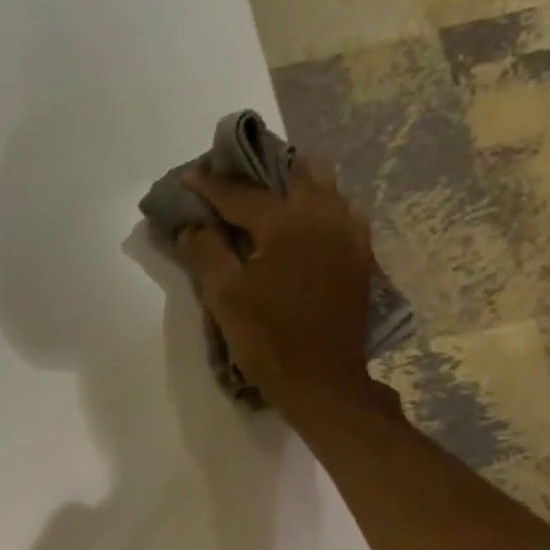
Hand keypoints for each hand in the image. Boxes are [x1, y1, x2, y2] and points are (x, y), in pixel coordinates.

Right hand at [173, 157, 385, 415]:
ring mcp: (349, 232)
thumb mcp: (226, 299)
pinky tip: (303, 222)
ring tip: (269, 193)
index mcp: (286, 223)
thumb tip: (191, 227)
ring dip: (294, 182)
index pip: (241, 194)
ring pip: (324, 186)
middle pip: (294, 172)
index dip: (211, 185)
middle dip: (262, 169)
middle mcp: (324, 214)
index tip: (188, 176)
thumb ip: (206, 255)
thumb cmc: (267, 340)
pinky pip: (340, 210)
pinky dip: (317, 205)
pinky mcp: (360, 253)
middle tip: (236, 176)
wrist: (321, 379)